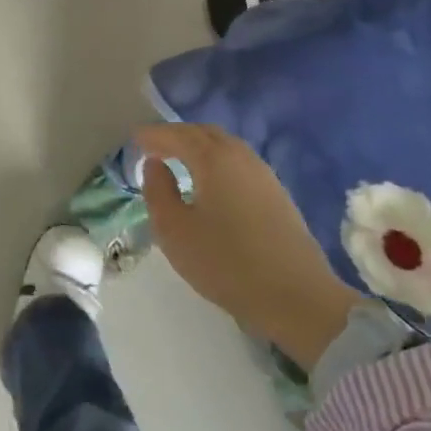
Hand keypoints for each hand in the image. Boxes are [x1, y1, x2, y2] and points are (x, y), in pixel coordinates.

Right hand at [136, 122, 357, 369]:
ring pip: (226, 147)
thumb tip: (155, 165)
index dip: (154, 135)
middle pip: (205, 134)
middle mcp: (241, 157)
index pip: (178, 135)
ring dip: (200, 148)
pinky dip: (218, 162)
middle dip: (178, 136)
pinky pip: (239, 164)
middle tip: (155, 147)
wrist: (296, 296)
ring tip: (180, 162)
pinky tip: (211, 183)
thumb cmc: (226, 262)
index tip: (135, 139)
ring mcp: (264, 175)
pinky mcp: (278, 195)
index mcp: (214, 160)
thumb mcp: (175, 231)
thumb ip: (158, 192)